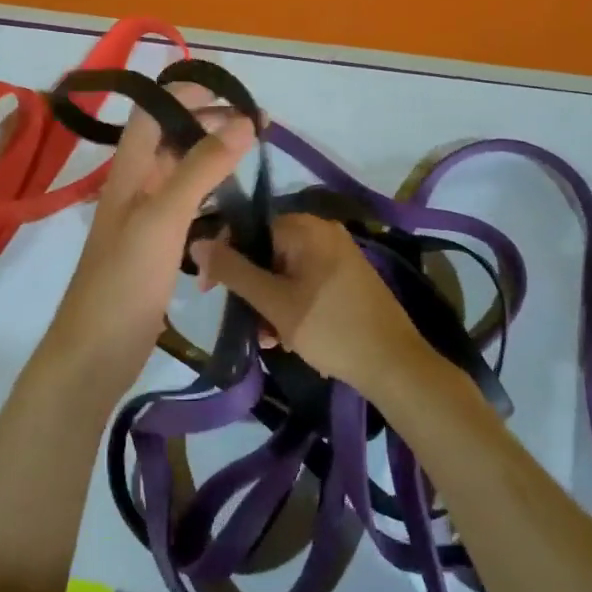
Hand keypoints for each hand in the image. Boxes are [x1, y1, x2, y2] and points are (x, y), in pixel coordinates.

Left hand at [35, 83, 254, 402]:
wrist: (96, 354)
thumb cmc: (125, 281)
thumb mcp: (164, 217)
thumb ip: (202, 167)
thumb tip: (245, 120)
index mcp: (129, 170)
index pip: (154, 111)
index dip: (189, 92)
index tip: (237, 92)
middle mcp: (136, 186)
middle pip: (172, 138)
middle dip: (211, 123)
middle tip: (259, 125)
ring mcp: (146, 219)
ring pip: (182, 172)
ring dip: (214, 159)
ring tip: (255, 156)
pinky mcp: (158, 248)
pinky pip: (189, 208)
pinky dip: (212, 197)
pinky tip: (236, 205)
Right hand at [192, 213, 440, 395]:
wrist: (393, 363)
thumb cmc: (330, 328)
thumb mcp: (273, 302)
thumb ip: (233, 271)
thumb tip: (197, 242)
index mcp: (306, 228)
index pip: (250, 229)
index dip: (226, 258)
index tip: (209, 291)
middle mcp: (324, 232)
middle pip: (267, 252)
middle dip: (253, 289)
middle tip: (250, 324)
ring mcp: (339, 255)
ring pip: (286, 272)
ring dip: (271, 304)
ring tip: (272, 340)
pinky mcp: (348, 278)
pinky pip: (307, 283)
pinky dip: (293, 306)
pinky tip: (291, 339)